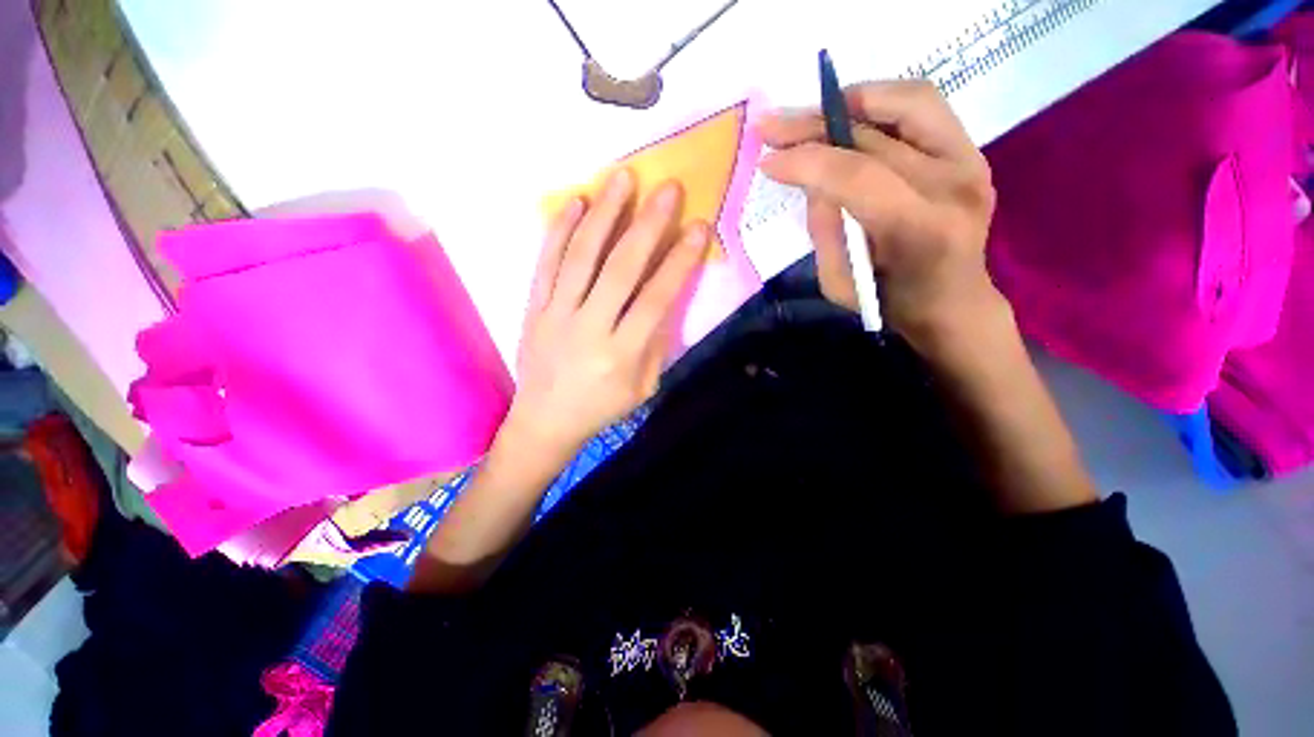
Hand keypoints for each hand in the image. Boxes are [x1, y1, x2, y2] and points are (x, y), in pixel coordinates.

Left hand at [506, 169, 708, 460]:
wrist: (545, 421)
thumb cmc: (601, 408)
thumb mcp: (643, 387)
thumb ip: (656, 343)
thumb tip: (667, 296)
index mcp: (621, 355)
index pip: (655, 299)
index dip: (679, 261)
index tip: (698, 227)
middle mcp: (589, 329)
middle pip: (620, 269)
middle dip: (647, 225)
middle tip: (668, 188)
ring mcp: (556, 315)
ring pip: (581, 257)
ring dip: (604, 214)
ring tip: (623, 177)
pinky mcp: (533, 308)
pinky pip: (546, 263)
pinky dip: (559, 230)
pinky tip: (576, 202)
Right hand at [757, 80, 1002, 353]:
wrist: (949, 301)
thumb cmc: (888, 303)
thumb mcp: (839, 283)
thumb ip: (824, 228)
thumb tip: (811, 176)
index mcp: (919, 229)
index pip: (856, 176)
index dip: (806, 162)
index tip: (767, 161)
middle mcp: (952, 185)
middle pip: (874, 137)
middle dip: (812, 128)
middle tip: (772, 127)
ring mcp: (969, 161)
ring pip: (905, 103)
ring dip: (848, 101)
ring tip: (808, 113)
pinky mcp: (970, 151)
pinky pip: (922, 105)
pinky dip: (880, 100)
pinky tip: (846, 111)